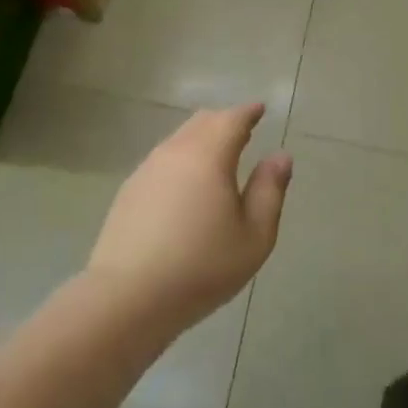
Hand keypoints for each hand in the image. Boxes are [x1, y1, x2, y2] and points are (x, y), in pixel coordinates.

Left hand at [86, 104, 291, 335]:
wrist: (127, 297)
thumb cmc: (201, 267)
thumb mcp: (253, 236)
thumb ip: (269, 190)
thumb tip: (280, 156)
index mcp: (208, 155)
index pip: (232, 119)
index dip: (249, 112)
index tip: (260, 110)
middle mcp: (174, 151)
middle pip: (202, 122)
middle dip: (225, 121)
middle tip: (244, 131)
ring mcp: (147, 169)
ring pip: (179, 139)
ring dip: (201, 139)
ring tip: (218, 157)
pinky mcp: (129, 190)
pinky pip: (163, 160)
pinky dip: (182, 159)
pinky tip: (186, 185)